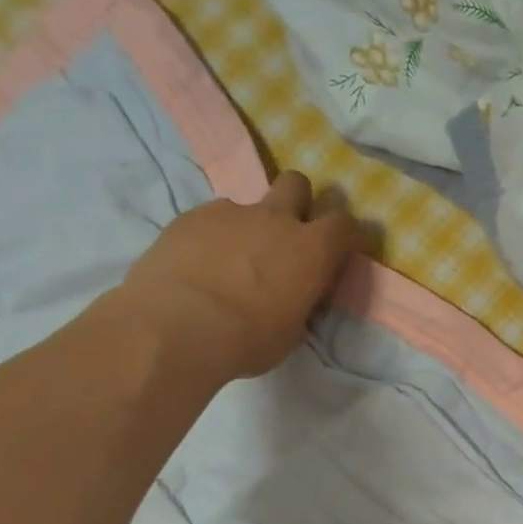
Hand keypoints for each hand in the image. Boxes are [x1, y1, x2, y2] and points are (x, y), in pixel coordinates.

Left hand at [116, 173, 360, 383]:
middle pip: (297, 183)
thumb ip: (299, 306)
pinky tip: (196, 264)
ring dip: (246, 225)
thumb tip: (295, 302)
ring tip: (229, 259)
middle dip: (297, 200)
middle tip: (286, 230)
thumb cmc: (246, 340)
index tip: (345, 246)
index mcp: (312, 249)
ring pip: (247, 204)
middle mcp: (276, 220)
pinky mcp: (190, 218)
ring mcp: (231, 213)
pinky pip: (209, 219)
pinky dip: (209, 236)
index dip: (348, 232)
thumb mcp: (290, 333)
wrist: (174, 328)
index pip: (346, 223)